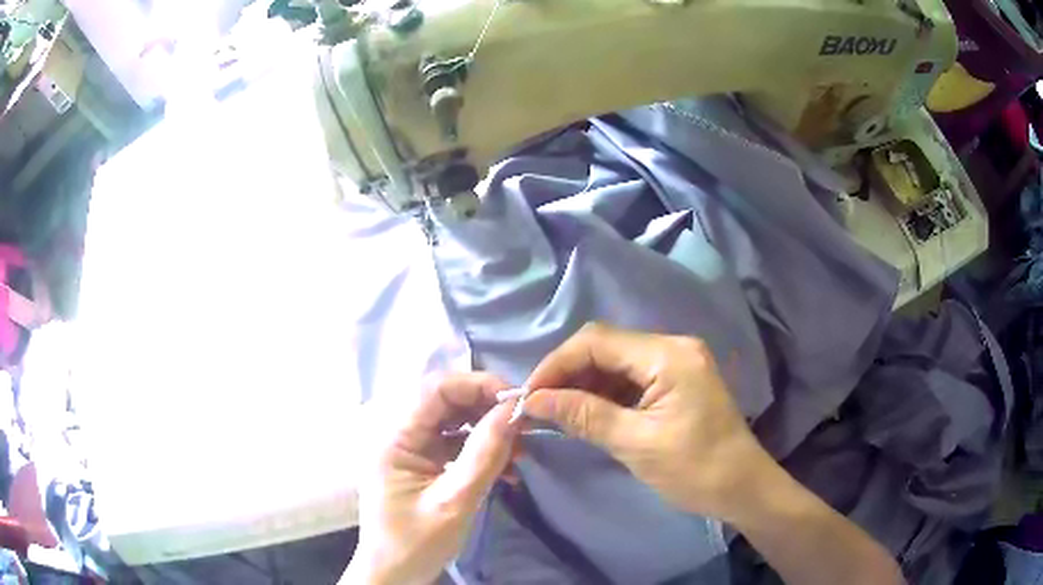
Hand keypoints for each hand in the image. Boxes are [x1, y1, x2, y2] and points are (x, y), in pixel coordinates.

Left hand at [344, 373, 518, 584]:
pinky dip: (481, 451)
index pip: (436, 389)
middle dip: (488, 410)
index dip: (478, 385)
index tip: (517, 401)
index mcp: (395, 437)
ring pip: (454, 422)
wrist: (394, 575)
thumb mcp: (455, 501)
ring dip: (488, 431)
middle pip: (446, 402)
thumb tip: (514, 411)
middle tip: (524, 427)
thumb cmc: (417, 543)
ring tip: (521, 452)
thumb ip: (484, 455)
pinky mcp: (420, 464)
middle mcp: (398, 434)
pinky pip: (454, 444)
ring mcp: (409, 449)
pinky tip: (507, 471)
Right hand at [522, 323, 773, 521]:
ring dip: (584, 384)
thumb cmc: (695, 469)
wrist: (742, 487)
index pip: (597, 342)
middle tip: (539, 406)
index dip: (556, 364)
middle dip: (568, 373)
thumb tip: (533, 401)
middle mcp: (673, 346)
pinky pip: (631, 377)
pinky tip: (587, 413)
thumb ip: (584, 416)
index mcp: (668, 355)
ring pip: (616, 361)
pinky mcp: (677, 379)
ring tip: (557, 412)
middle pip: (605, 346)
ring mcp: (677, 362)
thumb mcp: (635, 444)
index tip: (528, 396)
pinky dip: (605, 393)